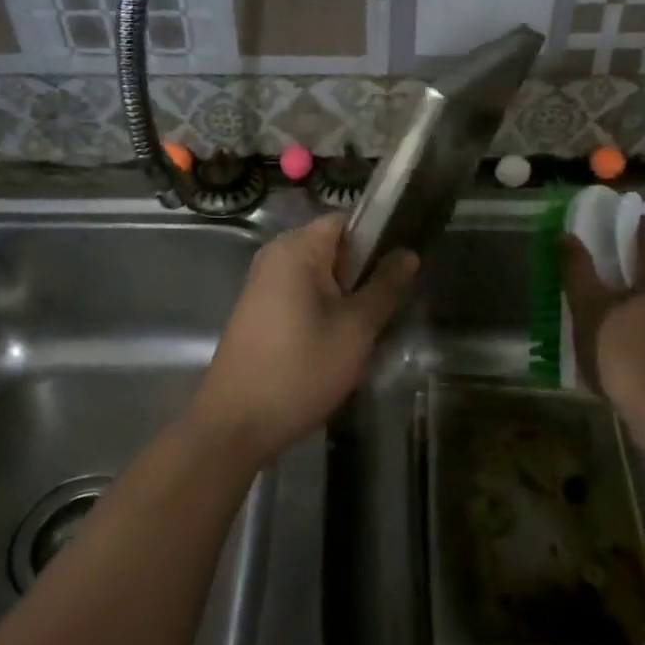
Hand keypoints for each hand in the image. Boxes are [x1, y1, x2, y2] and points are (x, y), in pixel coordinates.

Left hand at [189, 215, 418, 461]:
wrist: (237, 423)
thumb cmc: (301, 370)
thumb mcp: (355, 329)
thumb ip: (384, 287)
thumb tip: (408, 254)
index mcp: (296, 249)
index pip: (346, 221)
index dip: (377, 239)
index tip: (400, 270)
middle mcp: (274, 256)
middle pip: (332, 248)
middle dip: (362, 273)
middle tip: (386, 308)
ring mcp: (261, 284)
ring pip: (318, 276)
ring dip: (344, 297)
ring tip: (364, 330)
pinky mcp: (256, 311)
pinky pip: (299, 295)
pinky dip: (321, 310)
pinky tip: (334, 344)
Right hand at [562, 226, 644, 422]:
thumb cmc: (627, 355)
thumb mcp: (591, 311)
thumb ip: (578, 273)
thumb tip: (566, 237)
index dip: (633, 227)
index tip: (606, 230)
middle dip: (630, 268)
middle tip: (595, 273)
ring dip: (635, 301)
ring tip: (601, 313)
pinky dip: (643, 328)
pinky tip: (619, 347)